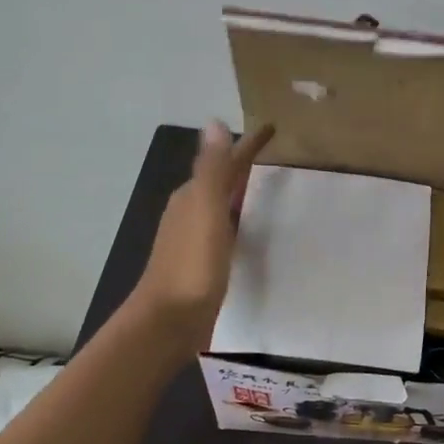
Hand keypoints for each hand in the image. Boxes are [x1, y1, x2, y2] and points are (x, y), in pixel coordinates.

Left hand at [133, 120, 274, 353]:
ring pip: (222, 205)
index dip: (248, 145)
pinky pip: (226, 229)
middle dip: (244, 165)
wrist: (169, 320)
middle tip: (275, 155)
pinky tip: (251, 230)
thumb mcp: (205, 211)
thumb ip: (212, 169)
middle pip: (222, 180)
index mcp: (192, 197)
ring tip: (268, 187)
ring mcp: (194, 239)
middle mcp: (190, 212)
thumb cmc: (191, 265)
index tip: (273, 128)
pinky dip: (240, 220)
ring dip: (241, 192)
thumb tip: (214, 122)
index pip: (225, 162)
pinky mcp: (202, 263)